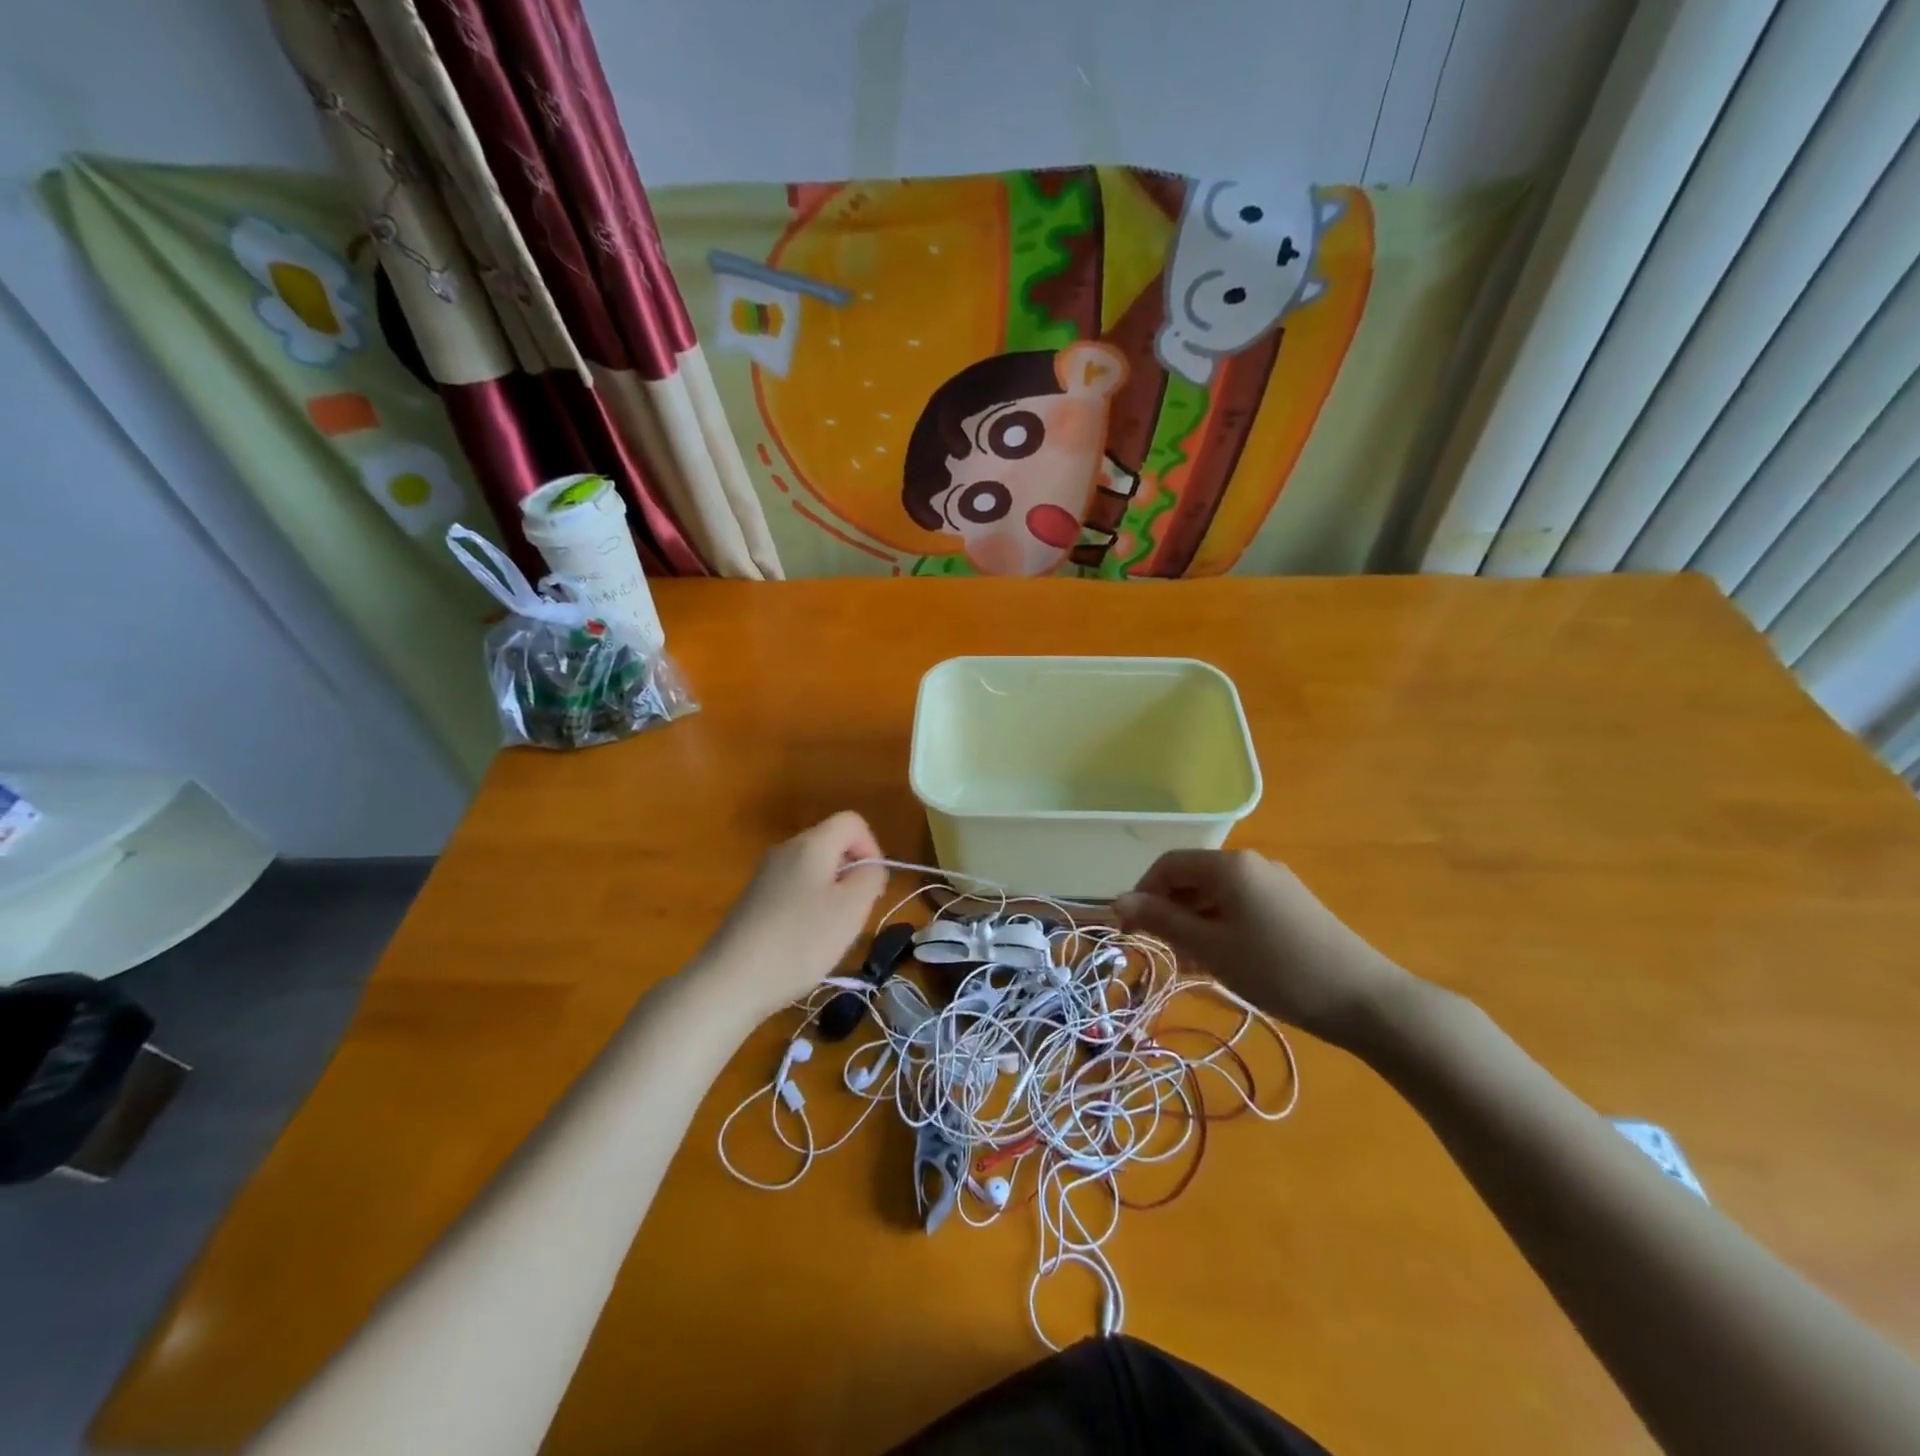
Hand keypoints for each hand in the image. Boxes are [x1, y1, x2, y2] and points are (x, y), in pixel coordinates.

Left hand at [692, 812, 887, 1023]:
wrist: (730, 981)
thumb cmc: (800, 941)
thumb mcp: (852, 909)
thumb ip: (871, 877)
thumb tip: (869, 867)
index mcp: (811, 844)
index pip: (852, 822)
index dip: (872, 848)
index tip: (871, 886)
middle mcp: (785, 850)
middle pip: (832, 845)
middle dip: (851, 875)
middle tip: (853, 914)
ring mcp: (765, 875)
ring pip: (814, 871)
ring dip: (831, 896)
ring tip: (828, 933)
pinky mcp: (753, 900)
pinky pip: (794, 890)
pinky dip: (808, 909)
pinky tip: (802, 943)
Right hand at [1114, 850, 1413, 1045]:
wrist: (1364, 1000)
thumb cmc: (1277, 970)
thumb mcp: (1210, 948)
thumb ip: (1162, 921)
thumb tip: (1118, 901)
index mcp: (1229, 866)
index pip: (1168, 865)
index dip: (1142, 893)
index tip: (1130, 930)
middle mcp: (1251, 864)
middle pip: (1193, 877)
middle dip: (1169, 910)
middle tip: (1160, 951)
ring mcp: (1275, 883)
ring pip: (1216, 895)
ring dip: (1194, 922)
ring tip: (1190, 963)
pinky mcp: (1292, 905)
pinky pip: (1241, 906)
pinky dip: (1220, 926)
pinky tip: (1222, 960)